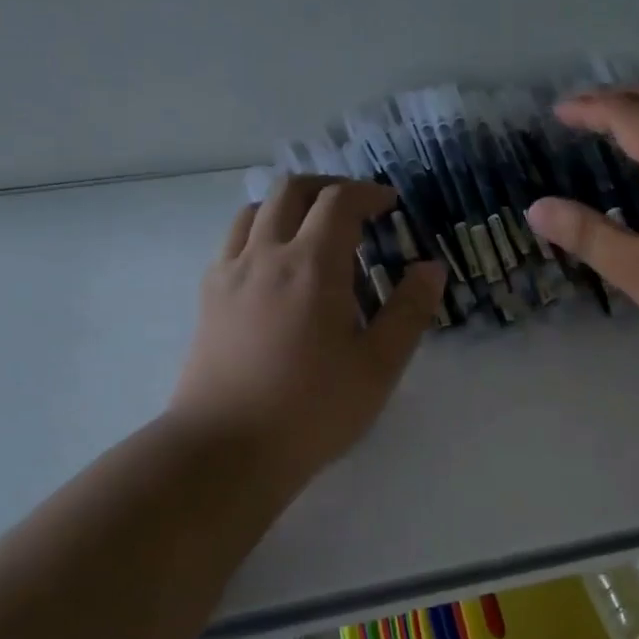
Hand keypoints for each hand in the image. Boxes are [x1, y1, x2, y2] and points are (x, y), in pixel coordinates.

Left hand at [170, 176, 446, 481]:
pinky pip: (233, 241)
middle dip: (327, 187)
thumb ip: (409, 311)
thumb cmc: (311, 409)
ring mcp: (230, 273)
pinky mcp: (208, 297)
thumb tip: (431, 267)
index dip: (368, 193)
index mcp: (312, 265)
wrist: (225, 451)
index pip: (338, 200)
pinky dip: (259, 232)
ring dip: (289, 205)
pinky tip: (274, 267)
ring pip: (255, 210)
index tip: (389, 205)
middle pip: (291, 190)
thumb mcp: (378, 366)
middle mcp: (267, 254)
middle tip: (354, 208)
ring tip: (312, 231)